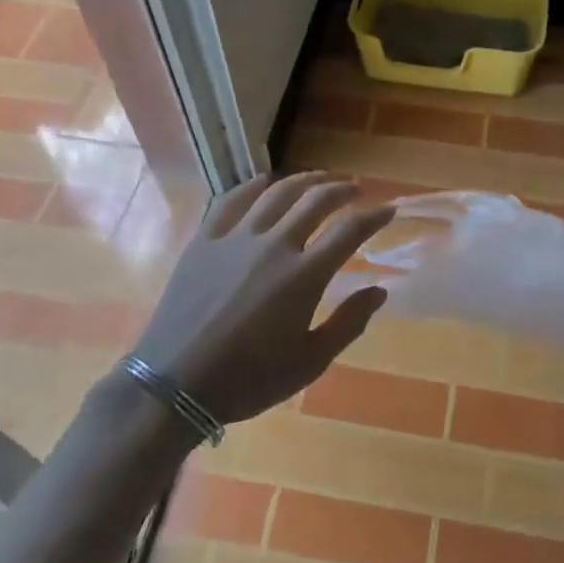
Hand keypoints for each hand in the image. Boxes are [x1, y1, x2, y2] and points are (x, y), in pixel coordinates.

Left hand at [129, 172, 395, 424]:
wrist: (175, 384)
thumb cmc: (248, 379)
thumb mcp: (309, 362)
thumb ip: (348, 323)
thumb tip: (379, 290)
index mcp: (304, 275)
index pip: (350, 230)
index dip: (374, 216)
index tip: (388, 209)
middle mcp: (274, 244)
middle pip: (315, 200)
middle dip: (341, 189)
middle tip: (354, 189)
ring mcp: (235, 238)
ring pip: (276, 192)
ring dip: (303, 180)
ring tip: (317, 179)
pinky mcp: (204, 240)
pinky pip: (230, 200)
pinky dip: (252, 186)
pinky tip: (262, 182)